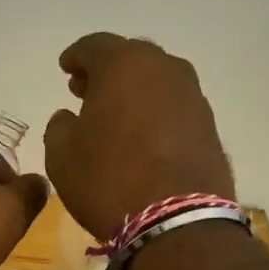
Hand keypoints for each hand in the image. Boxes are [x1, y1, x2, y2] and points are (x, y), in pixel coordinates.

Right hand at [42, 33, 234, 240]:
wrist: (177, 222)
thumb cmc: (108, 180)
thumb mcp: (61, 155)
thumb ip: (60, 126)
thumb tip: (70, 117)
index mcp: (123, 65)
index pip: (93, 46)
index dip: (76, 57)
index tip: (65, 70)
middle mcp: (163, 69)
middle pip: (130, 58)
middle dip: (106, 72)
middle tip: (87, 91)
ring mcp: (192, 96)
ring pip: (156, 81)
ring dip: (134, 91)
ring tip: (115, 116)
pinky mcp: (209, 125)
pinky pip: (174, 107)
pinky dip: (155, 113)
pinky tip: (142, 136)